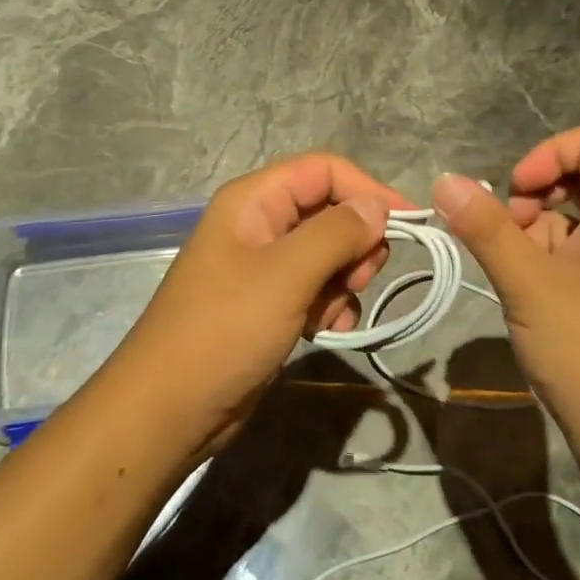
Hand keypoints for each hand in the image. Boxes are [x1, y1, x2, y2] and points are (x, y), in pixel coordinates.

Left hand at [112, 153, 407, 456]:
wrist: (170, 408)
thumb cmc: (225, 330)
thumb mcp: (286, 275)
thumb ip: (336, 233)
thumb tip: (377, 207)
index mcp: (254, 200)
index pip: (324, 170)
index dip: (367, 190)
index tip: (408, 224)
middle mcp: (259, 224)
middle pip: (329, 210)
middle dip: (355, 242)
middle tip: (360, 277)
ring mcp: (263, 266)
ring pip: (327, 252)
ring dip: (344, 279)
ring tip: (334, 311)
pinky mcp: (269, 302)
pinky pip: (316, 287)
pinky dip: (330, 304)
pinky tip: (326, 330)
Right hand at [432, 125, 579, 455]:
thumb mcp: (528, 285)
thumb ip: (485, 228)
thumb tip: (444, 180)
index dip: (549, 154)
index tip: (515, 194)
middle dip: (533, 196)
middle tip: (507, 237)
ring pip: (570, 220)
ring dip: (532, 234)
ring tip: (511, 275)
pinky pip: (573, 255)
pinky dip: (541, 262)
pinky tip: (523, 296)